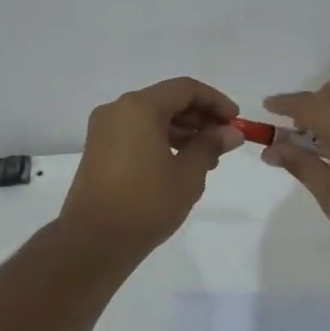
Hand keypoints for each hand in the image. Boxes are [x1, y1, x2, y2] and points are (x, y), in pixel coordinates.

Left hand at [60, 77, 242, 253]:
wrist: (93, 241)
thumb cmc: (146, 204)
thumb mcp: (188, 174)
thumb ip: (210, 146)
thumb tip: (231, 132)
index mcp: (139, 107)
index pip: (185, 89)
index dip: (216, 101)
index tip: (236, 122)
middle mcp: (118, 109)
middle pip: (167, 100)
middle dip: (199, 117)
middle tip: (224, 142)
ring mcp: (104, 129)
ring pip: (152, 117)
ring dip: (182, 131)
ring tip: (207, 158)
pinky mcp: (99, 149)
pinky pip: (137, 132)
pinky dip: (161, 139)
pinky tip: (180, 163)